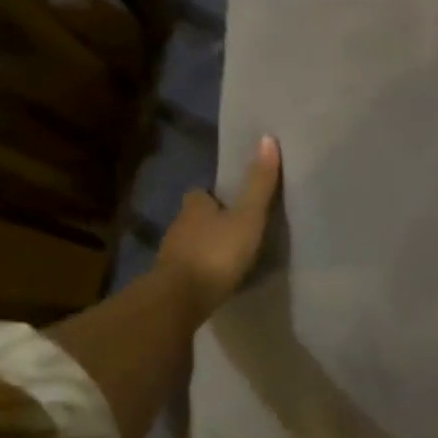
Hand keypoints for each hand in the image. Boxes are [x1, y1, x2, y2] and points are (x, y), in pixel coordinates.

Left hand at [157, 136, 280, 321]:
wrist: (180, 299)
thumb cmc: (217, 252)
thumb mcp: (247, 216)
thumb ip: (259, 183)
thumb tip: (267, 138)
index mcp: (195, 206)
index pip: (201, 193)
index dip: (214, 195)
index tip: (231, 200)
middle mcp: (178, 226)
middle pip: (195, 217)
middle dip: (211, 220)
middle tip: (236, 226)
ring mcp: (171, 255)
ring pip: (190, 243)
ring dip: (206, 245)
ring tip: (230, 253)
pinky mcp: (171, 281)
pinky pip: (189, 268)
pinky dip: (201, 268)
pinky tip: (217, 276)